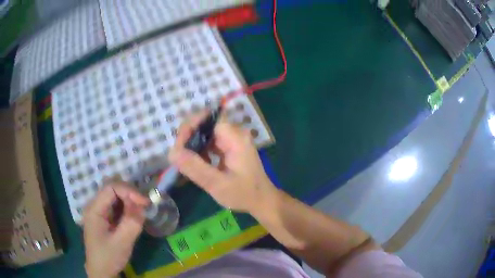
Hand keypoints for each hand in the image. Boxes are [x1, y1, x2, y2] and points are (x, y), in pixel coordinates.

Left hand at [83, 183, 148, 277]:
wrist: (101, 271)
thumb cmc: (109, 257)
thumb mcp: (122, 242)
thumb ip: (132, 223)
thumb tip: (143, 205)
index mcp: (94, 209)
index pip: (110, 187)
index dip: (129, 191)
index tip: (145, 203)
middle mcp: (94, 205)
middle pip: (112, 188)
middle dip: (130, 194)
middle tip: (144, 207)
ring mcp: (98, 211)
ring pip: (114, 196)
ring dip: (129, 200)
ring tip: (140, 211)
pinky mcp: (103, 217)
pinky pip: (115, 205)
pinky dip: (126, 207)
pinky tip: (133, 216)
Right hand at [169, 112, 276, 213]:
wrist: (262, 200)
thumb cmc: (244, 194)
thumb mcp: (217, 184)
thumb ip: (195, 168)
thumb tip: (172, 152)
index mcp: (234, 137)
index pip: (206, 118)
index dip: (189, 127)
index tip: (178, 147)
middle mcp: (234, 132)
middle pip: (204, 124)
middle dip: (188, 137)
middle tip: (179, 157)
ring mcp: (232, 139)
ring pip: (205, 132)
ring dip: (192, 144)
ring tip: (186, 162)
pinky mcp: (230, 146)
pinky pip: (210, 141)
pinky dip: (200, 150)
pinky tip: (197, 164)